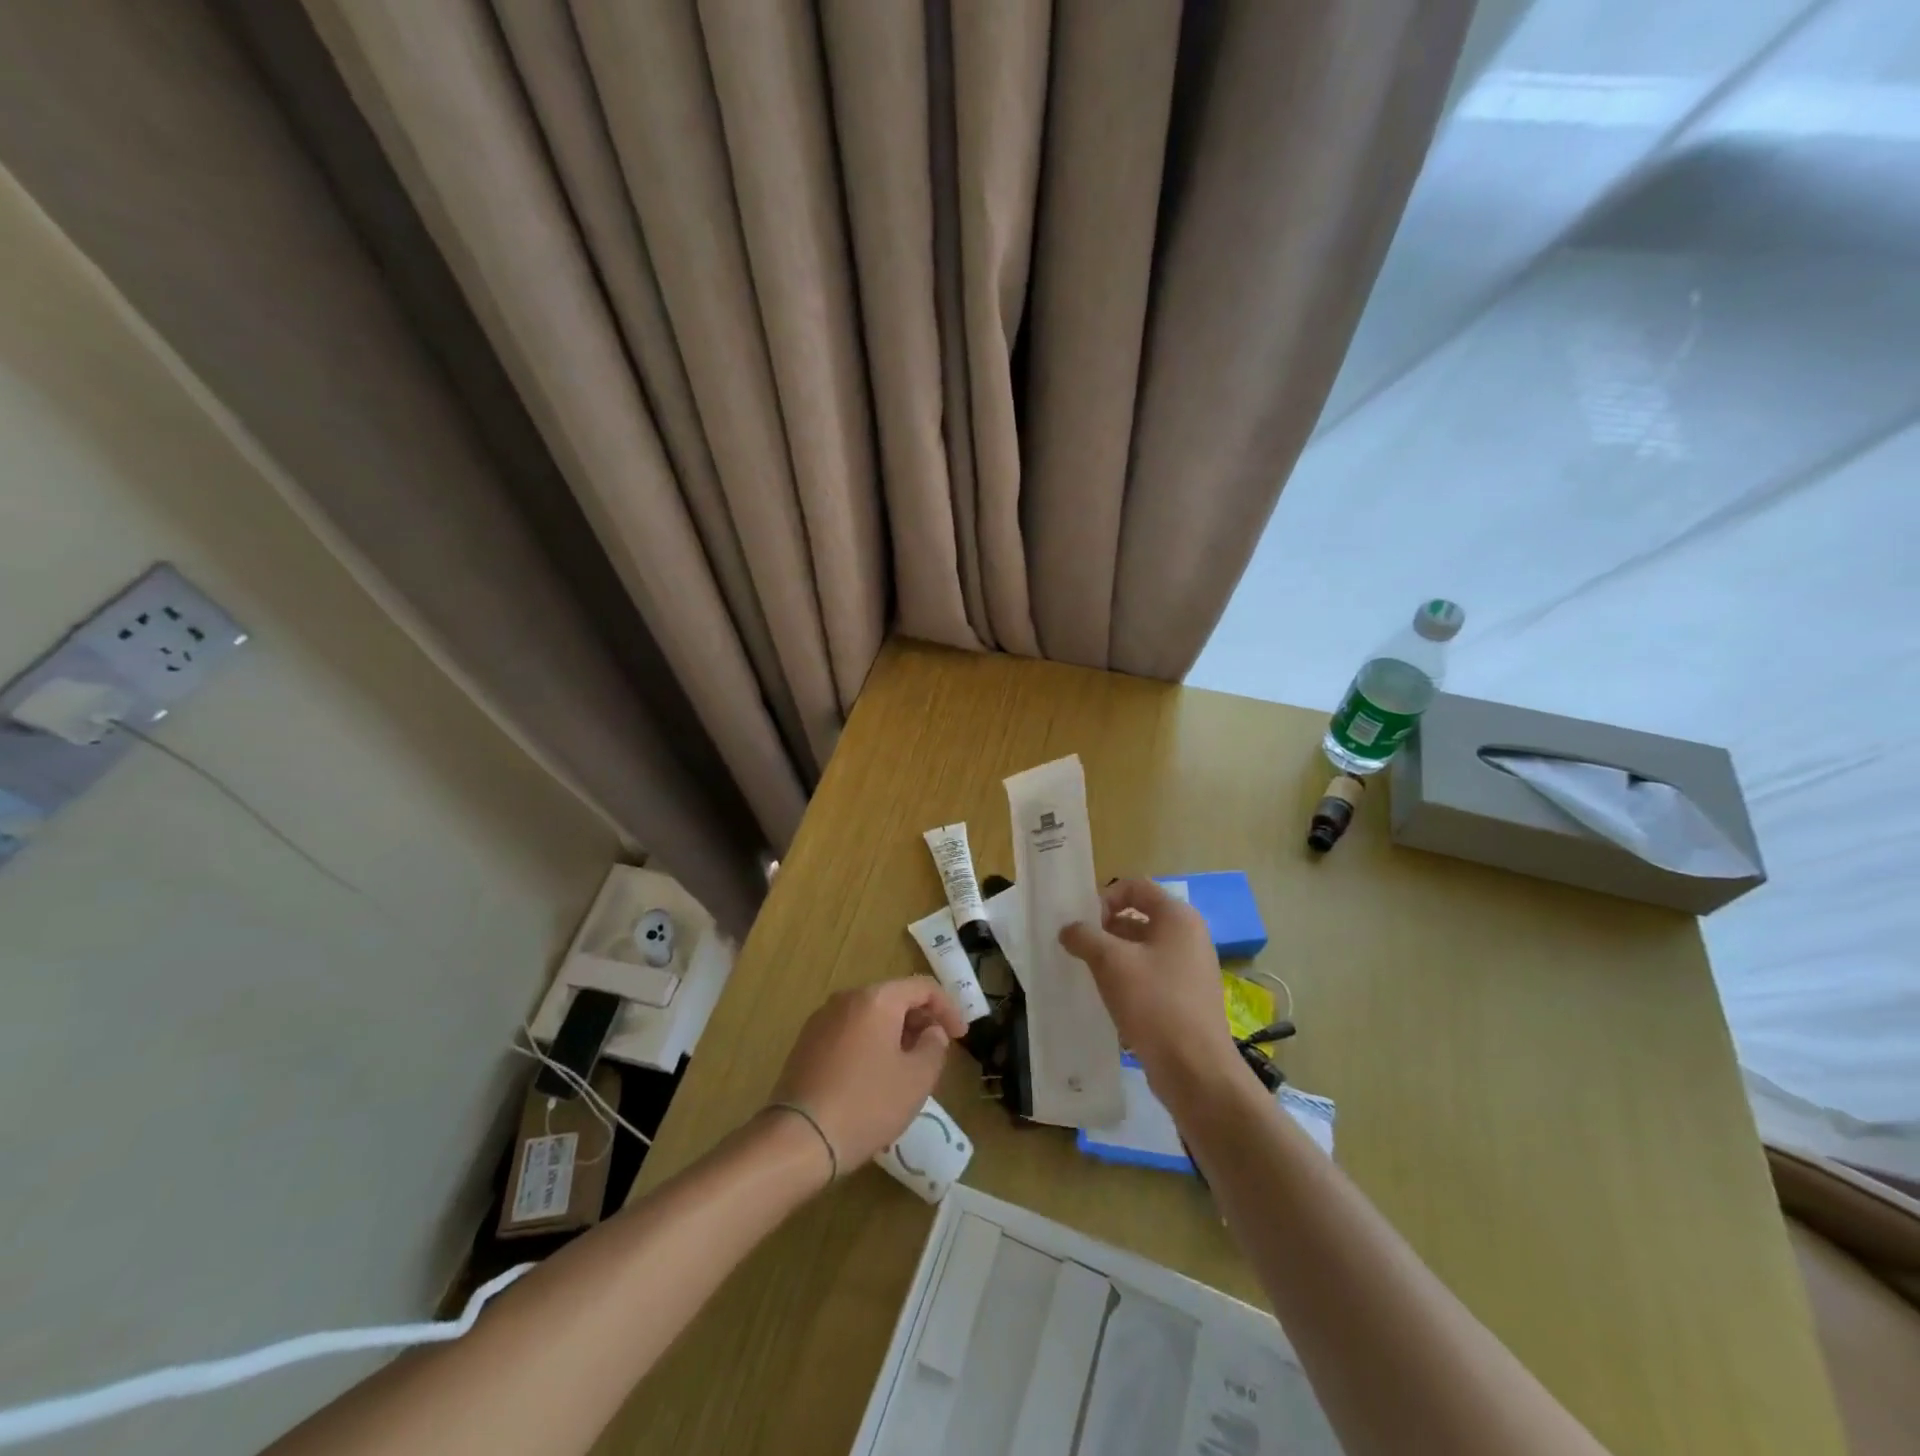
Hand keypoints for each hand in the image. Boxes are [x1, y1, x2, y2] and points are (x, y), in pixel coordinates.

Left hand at [769, 978, 966, 1171]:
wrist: (799, 1139)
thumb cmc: (867, 1104)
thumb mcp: (917, 1079)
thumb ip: (934, 1046)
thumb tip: (931, 1031)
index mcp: (876, 999)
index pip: (923, 987)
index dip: (948, 1008)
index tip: (961, 1037)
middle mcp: (847, 998)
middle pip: (894, 998)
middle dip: (920, 1021)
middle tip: (936, 1052)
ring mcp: (822, 1019)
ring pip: (870, 1016)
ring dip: (895, 1033)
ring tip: (907, 1067)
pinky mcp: (806, 1043)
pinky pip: (849, 1032)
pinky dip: (870, 1044)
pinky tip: (874, 1077)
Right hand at [1060, 878, 1239, 1102]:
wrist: (1195, 1070)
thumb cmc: (1154, 1003)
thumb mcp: (1111, 962)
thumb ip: (1085, 937)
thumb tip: (1069, 929)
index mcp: (1177, 917)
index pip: (1135, 887)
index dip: (1104, 898)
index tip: (1082, 923)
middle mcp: (1188, 936)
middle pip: (1138, 917)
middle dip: (1105, 930)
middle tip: (1078, 949)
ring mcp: (1190, 968)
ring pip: (1142, 949)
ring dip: (1113, 957)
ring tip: (1087, 974)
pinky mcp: (1186, 998)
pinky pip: (1150, 976)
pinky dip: (1127, 980)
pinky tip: (1108, 998)